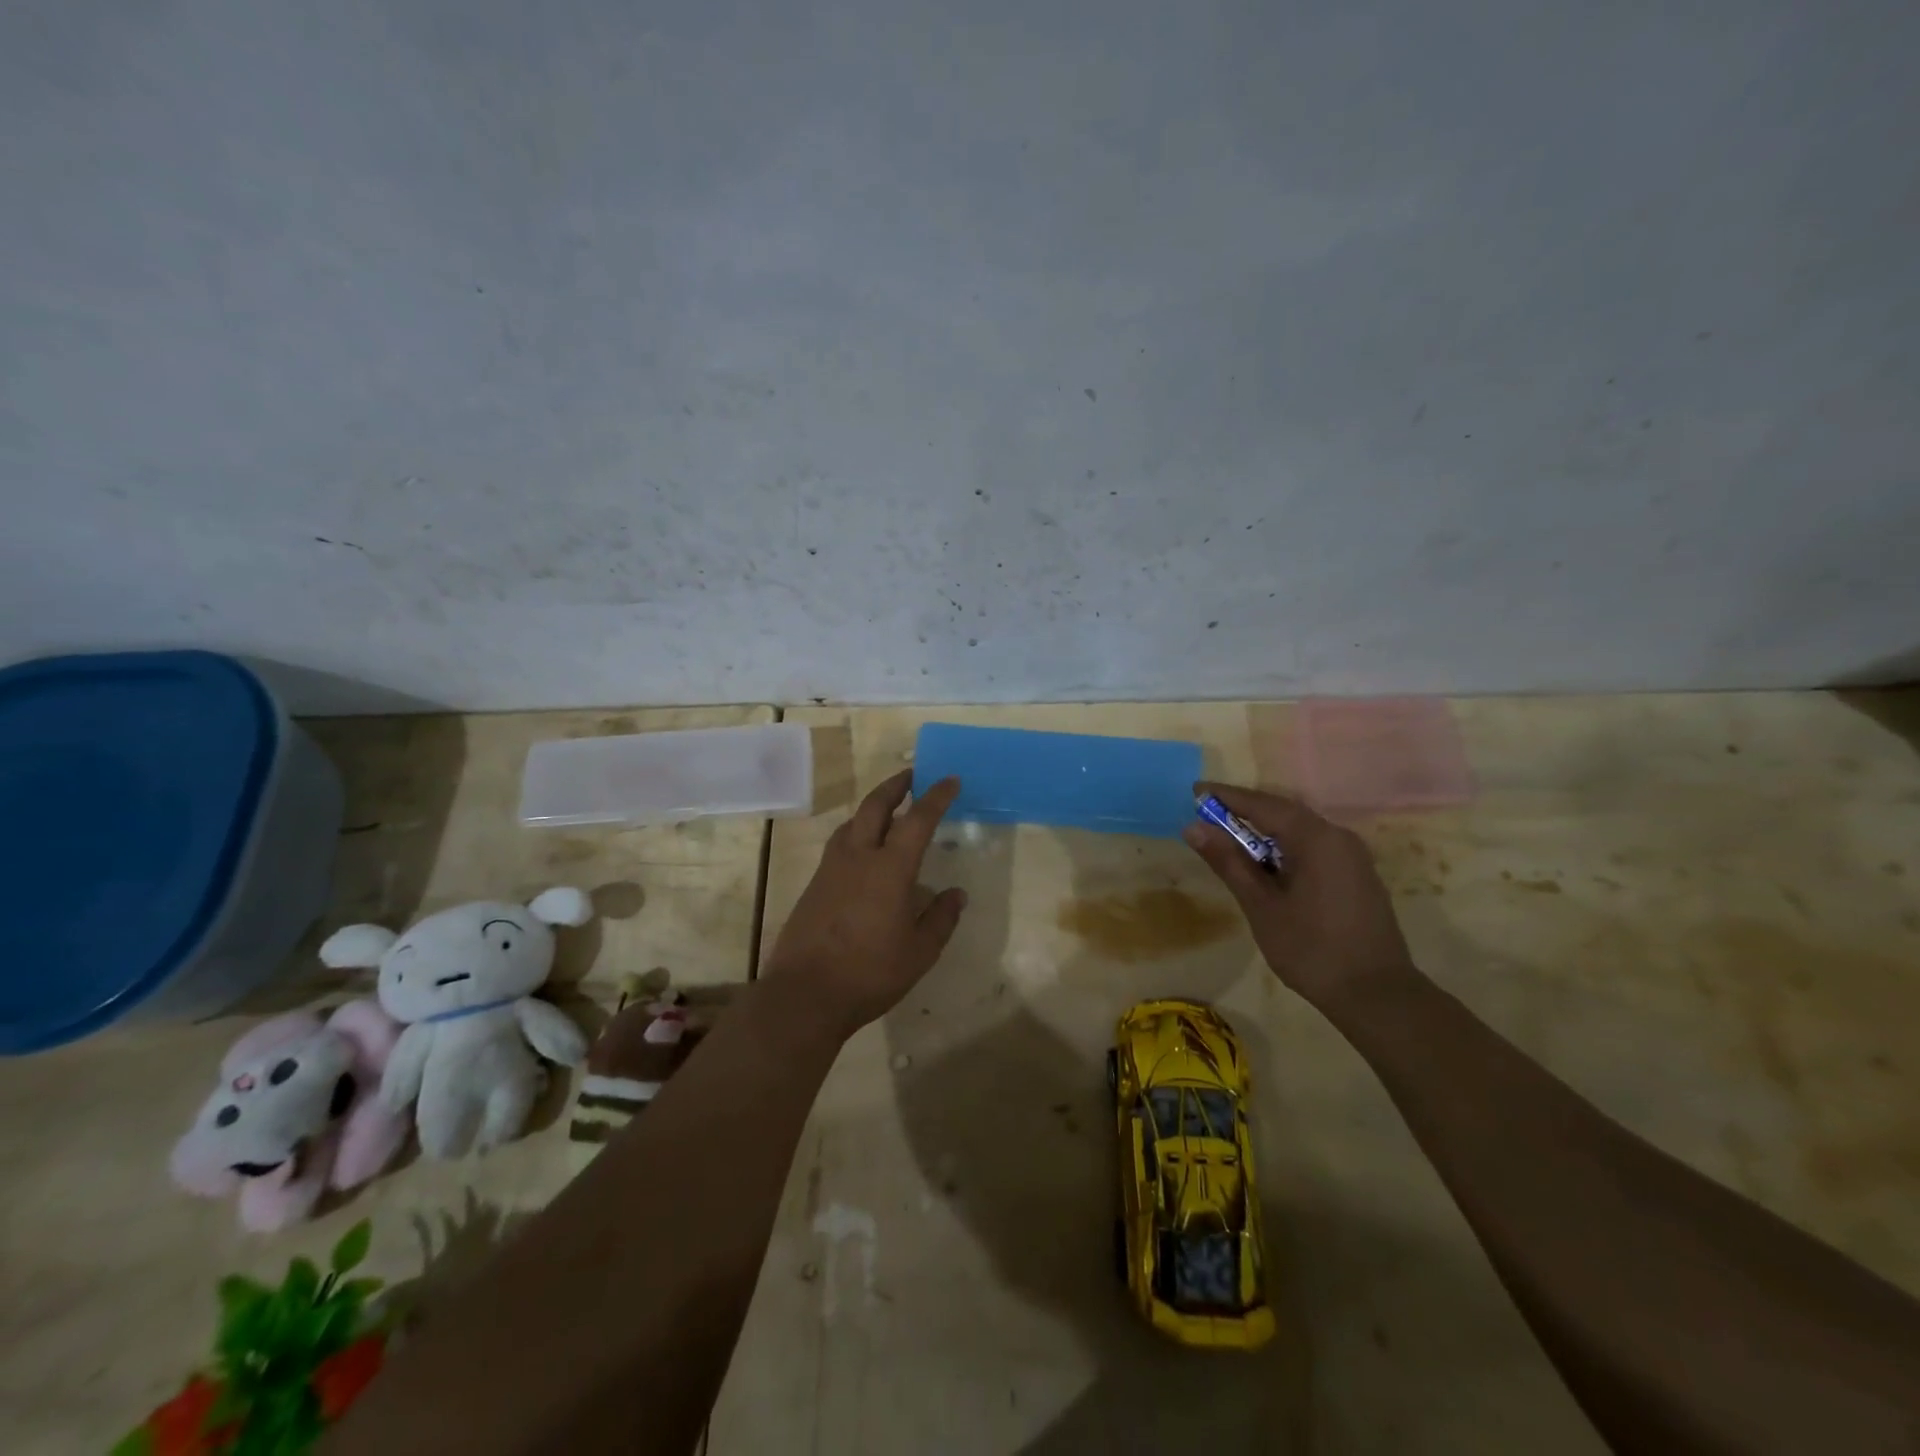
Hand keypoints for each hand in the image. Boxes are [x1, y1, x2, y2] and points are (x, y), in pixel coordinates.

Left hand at [764, 770, 967, 1036]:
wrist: (805, 994)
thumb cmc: (870, 973)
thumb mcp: (920, 952)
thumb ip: (941, 918)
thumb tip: (956, 894)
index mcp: (890, 868)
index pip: (918, 819)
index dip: (936, 796)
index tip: (950, 780)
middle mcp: (858, 857)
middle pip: (875, 806)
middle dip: (896, 785)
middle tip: (913, 776)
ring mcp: (831, 868)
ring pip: (853, 822)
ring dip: (873, 807)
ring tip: (888, 810)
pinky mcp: (814, 884)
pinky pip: (839, 843)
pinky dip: (857, 832)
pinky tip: (863, 850)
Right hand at [1182, 782, 1414, 1008]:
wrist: (1377, 996)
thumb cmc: (1311, 949)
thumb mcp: (1260, 906)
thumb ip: (1229, 862)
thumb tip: (1193, 827)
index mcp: (1316, 838)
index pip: (1262, 805)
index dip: (1226, 797)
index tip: (1194, 793)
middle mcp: (1338, 837)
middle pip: (1283, 812)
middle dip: (1243, 811)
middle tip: (1206, 815)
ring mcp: (1352, 857)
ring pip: (1299, 830)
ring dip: (1264, 831)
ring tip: (1228, 840)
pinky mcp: (1356, 875)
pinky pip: (1313, 847)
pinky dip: (1284, 847)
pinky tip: (1265, 866)